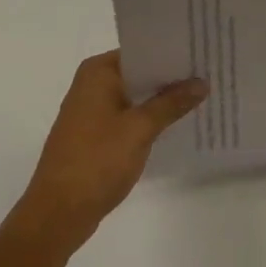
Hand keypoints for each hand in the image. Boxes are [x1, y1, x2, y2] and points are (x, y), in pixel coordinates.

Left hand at [8, 51, 205, 256]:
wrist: (56, 215)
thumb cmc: (96, 161)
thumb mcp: (140, 129)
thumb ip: (171, 103)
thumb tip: (202, 82)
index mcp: (98, 72)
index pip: (142, 51)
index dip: (172, 52)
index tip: (203, 52)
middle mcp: (91, 84)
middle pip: (139, 73)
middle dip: (170, 78)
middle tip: (209, 73)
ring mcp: (90, 111)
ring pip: (135, 96)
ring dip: (160, 100)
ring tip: (200, 96)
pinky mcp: (93, 135)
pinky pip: (127, 116)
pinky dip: (148, 118)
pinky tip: (174, 124)